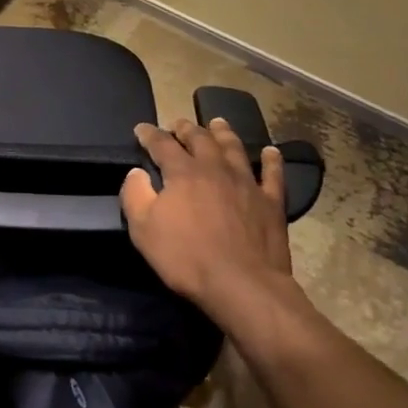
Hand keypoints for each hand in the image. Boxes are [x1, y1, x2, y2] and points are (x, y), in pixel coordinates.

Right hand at [120, 117, 296, 322]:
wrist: (242, 285)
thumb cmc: (187, 257)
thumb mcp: (143, 229)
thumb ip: (135, 194)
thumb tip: (136, 173)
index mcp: (183, 172)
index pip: (162, 144)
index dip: (150, 134)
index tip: (141, 129)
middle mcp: (215, 168)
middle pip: (200, 139)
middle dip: (186, 129)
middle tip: (179, 124)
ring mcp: (246, 183)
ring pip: (234, 148)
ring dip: (223, 133)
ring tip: (217, 122)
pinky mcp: (271, 202)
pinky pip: (272, 175)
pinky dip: (271, 160)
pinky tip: (271, 152)